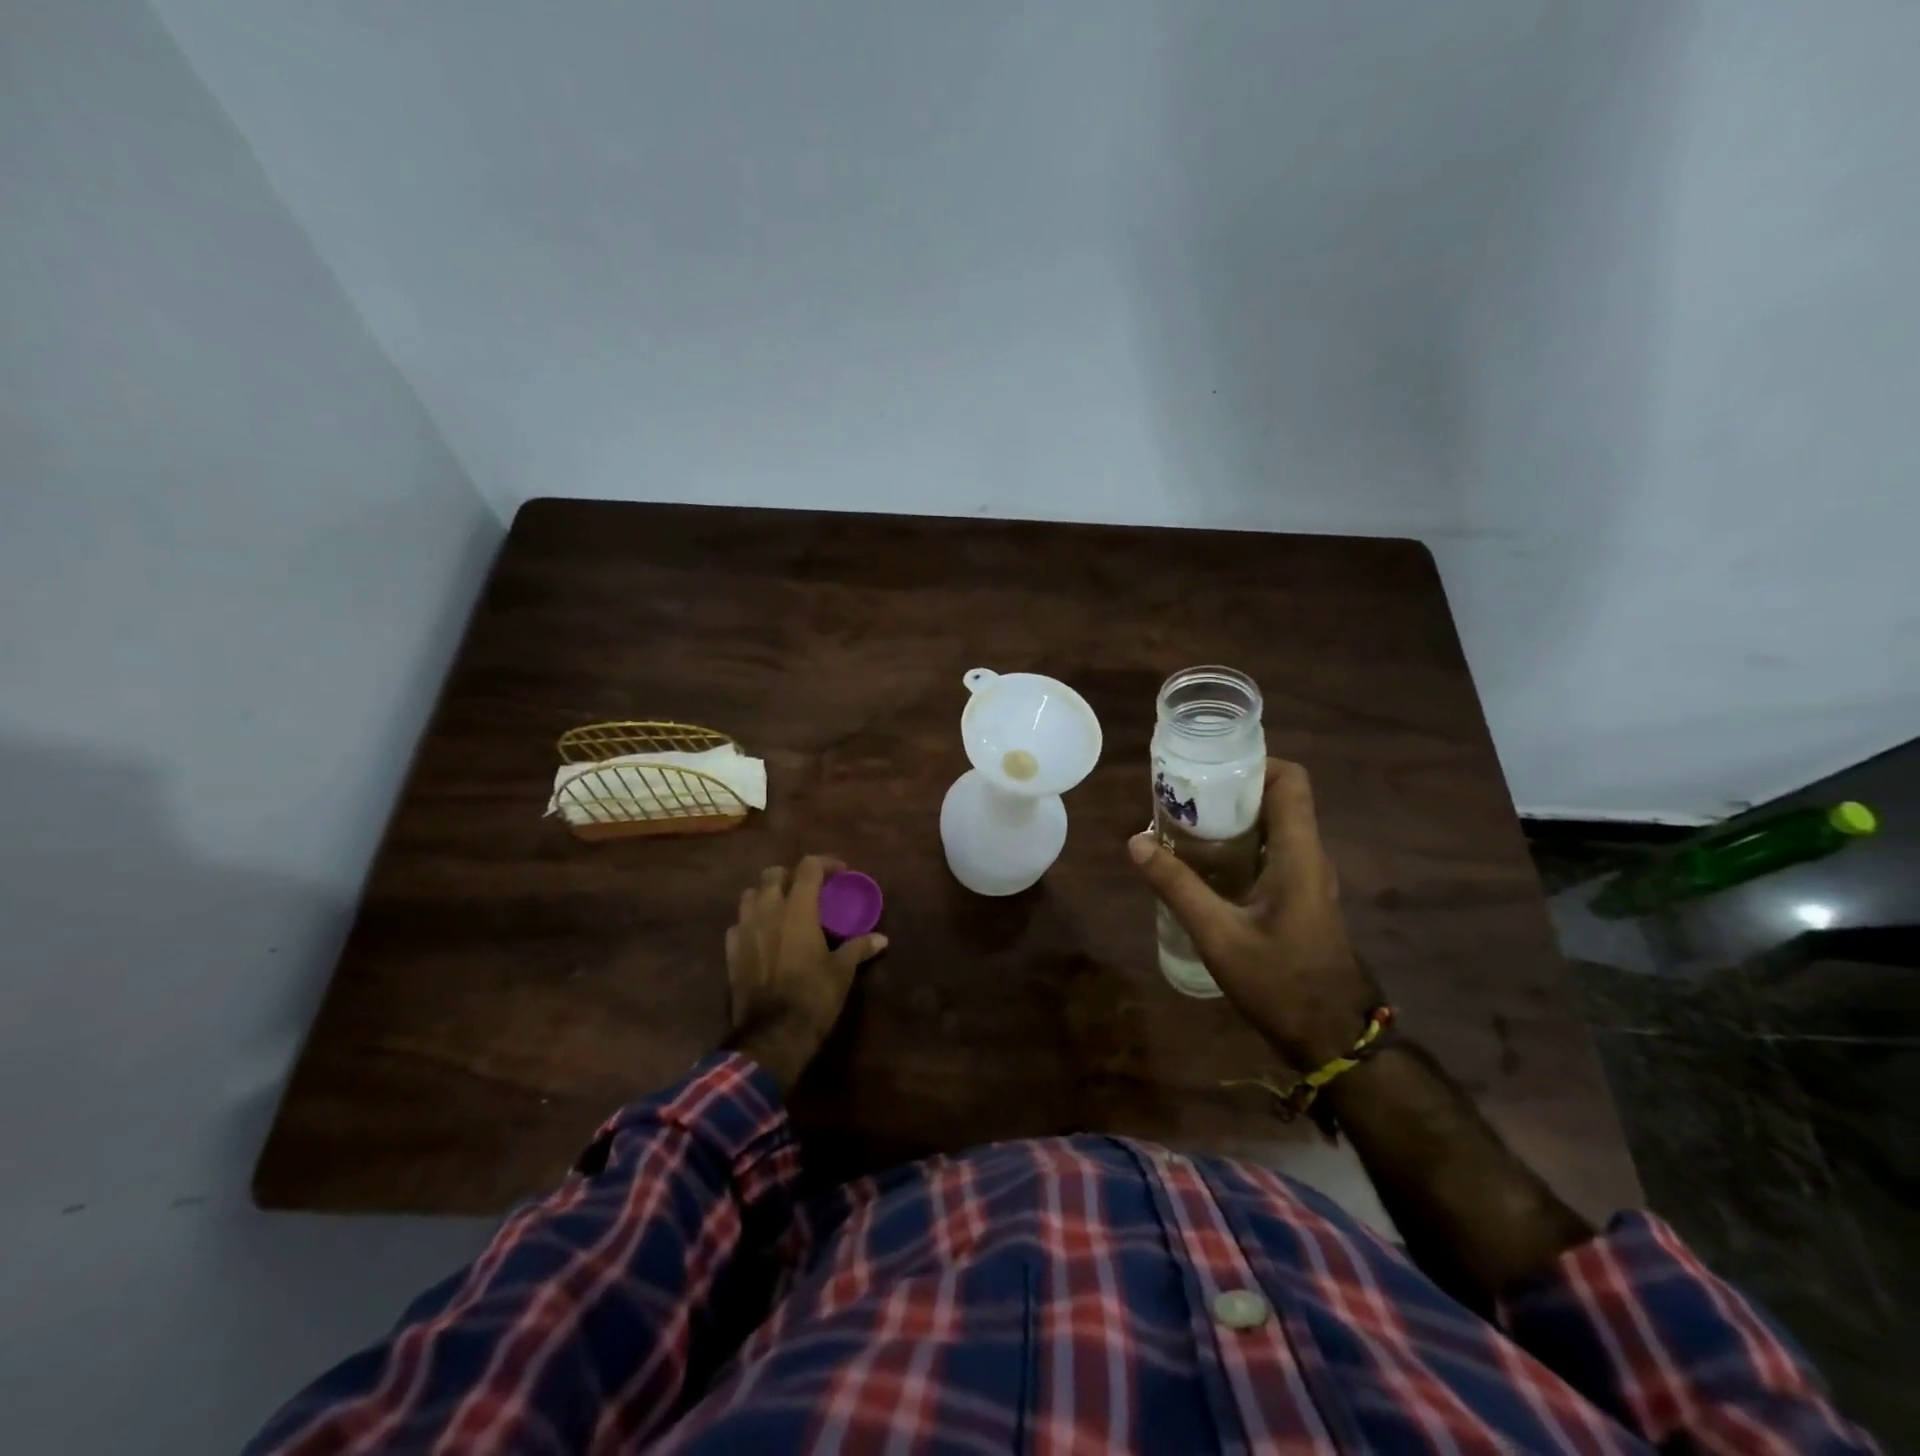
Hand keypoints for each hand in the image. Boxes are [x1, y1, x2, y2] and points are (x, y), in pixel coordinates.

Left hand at [722, 855, 886, 1092]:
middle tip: (809, 890)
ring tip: (782, 908)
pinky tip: (762, 936)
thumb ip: (859, 948)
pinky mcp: (731, 952)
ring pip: (750, 895)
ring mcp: (744, 930)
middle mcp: (767, 911)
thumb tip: (882, 939)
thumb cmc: (813, 997)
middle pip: (773, 874)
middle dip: (791, 875)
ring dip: (766, 895)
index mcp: (797, 909)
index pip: (808, 867)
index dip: (826, 863)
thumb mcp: (842, 972)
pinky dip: (750, 923)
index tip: (841, 874)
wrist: (772, 1036)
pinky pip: (738, 925)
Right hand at [1128, 758, 1379, 1068]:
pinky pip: (1271, 852)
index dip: (1255, 762)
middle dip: (1231, 789)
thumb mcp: (1219, 935)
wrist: (1331, 1037)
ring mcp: (1308, 878)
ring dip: (1233, 818)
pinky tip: (1203, 864)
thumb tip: (1135, 841)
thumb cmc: (1280, 983)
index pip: (1291, 781)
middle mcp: (1309, 856)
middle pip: (1278, 799)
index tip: (1210, 767)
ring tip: (1184, 823)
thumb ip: (1177, 886)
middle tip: (1183, 795)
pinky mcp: (1300, 897)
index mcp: (1299, 854)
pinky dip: (1239, 845)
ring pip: (1273, 826)